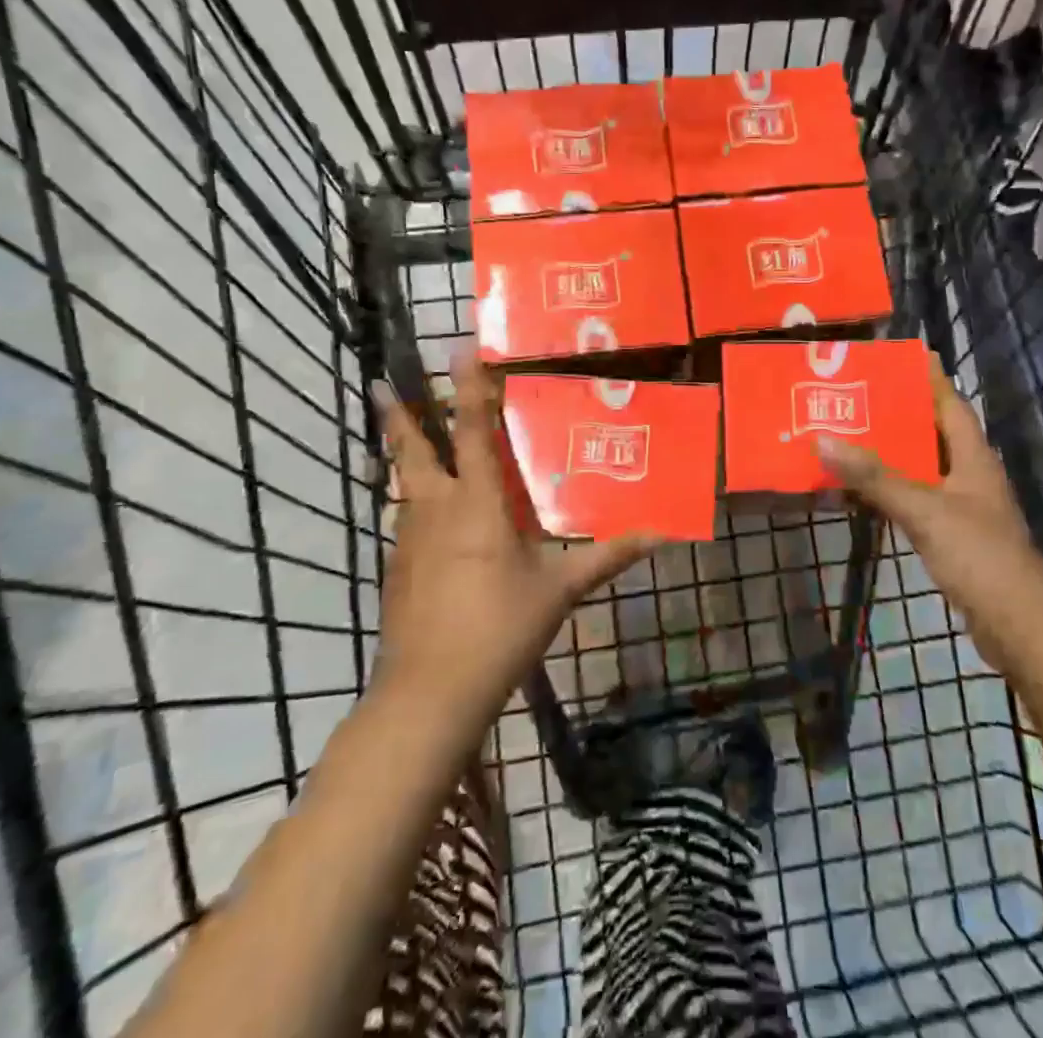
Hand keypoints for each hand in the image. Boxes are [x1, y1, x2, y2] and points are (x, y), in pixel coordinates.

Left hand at [371, 356, 656, 724]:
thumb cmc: (499, 628)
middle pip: (411, 449)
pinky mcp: (397, 569)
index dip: (465, 386)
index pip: (471, 430)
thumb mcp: (561, 588)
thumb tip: (663, 535)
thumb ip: (609, 556)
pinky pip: (404, 519)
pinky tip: (422, 513)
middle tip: (379, 381)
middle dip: (396, 414)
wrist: (430, 694)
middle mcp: (436, 509)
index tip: (456, 348)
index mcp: (477, 503)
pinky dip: (410, 501)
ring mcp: (409, 540)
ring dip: (401, 453)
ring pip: (402, 483)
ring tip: (400, 432)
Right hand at [815, 356, 1042, 670]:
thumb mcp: (924, 510)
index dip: (929, 378)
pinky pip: (915, 500)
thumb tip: (823, 439)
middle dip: (897, 413)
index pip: (950, 404)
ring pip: (921, 468)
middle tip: (855, 395)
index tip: (901, 354)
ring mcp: (963, 507)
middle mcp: (969, 475)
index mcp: (972, 457)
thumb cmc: (979, 557)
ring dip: (890, 454)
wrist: (1018, 627)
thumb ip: (875, 477)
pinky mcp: (953, 536)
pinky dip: (890, 491)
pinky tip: (861, 492)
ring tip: (848, 435)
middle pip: (932, 432)